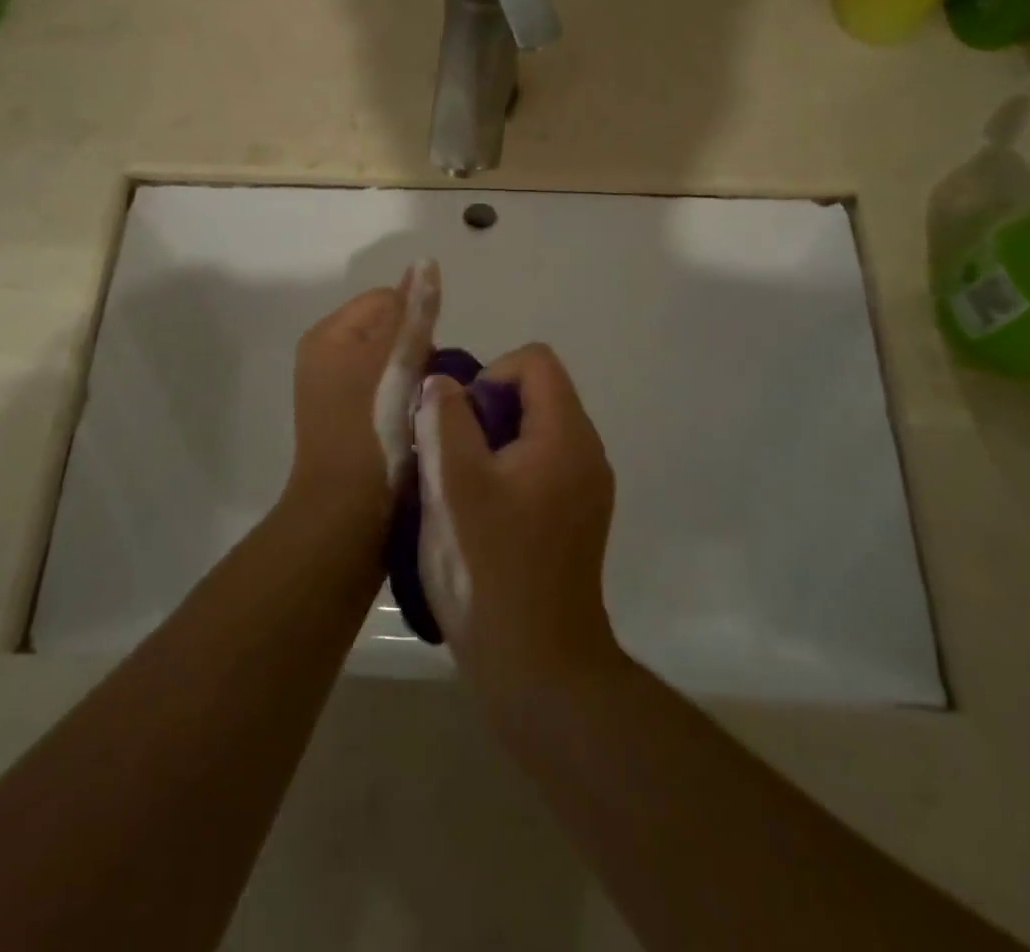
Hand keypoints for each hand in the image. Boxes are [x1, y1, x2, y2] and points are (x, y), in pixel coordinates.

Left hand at [286, 261, 439, 525]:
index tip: (428, 363)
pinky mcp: (346, 422)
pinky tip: (414, 426)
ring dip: (414, 380)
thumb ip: (415, 313)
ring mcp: (333, 392)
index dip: (417, 325)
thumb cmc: (372, 431)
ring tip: (424, 411)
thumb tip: (425, 262)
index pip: (388, 300)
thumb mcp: (397, 362)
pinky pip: (384, 393)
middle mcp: (325, 357)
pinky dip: (402, 403)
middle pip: (390, 331)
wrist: (347, 516)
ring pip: (392, 365)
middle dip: (417, 353)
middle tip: (428, 391)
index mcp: (329, 335)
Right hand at [417, 343, 618, 714]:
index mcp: (566, 435)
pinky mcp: (574, 518)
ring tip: (457, 487)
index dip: (490, 375)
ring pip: (532, 432)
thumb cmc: (490, 568)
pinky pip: (538, 466)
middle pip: (535, 394)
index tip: (460, 422)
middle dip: (484, 411)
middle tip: (450, 456)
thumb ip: (445, 419)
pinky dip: (505, 472)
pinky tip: (477, 515)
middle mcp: (586, 453)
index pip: (535, 361)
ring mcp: (584, 489)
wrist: (538, 668)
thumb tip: (443, 383)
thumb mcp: (454, 484)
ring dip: (489, 444)